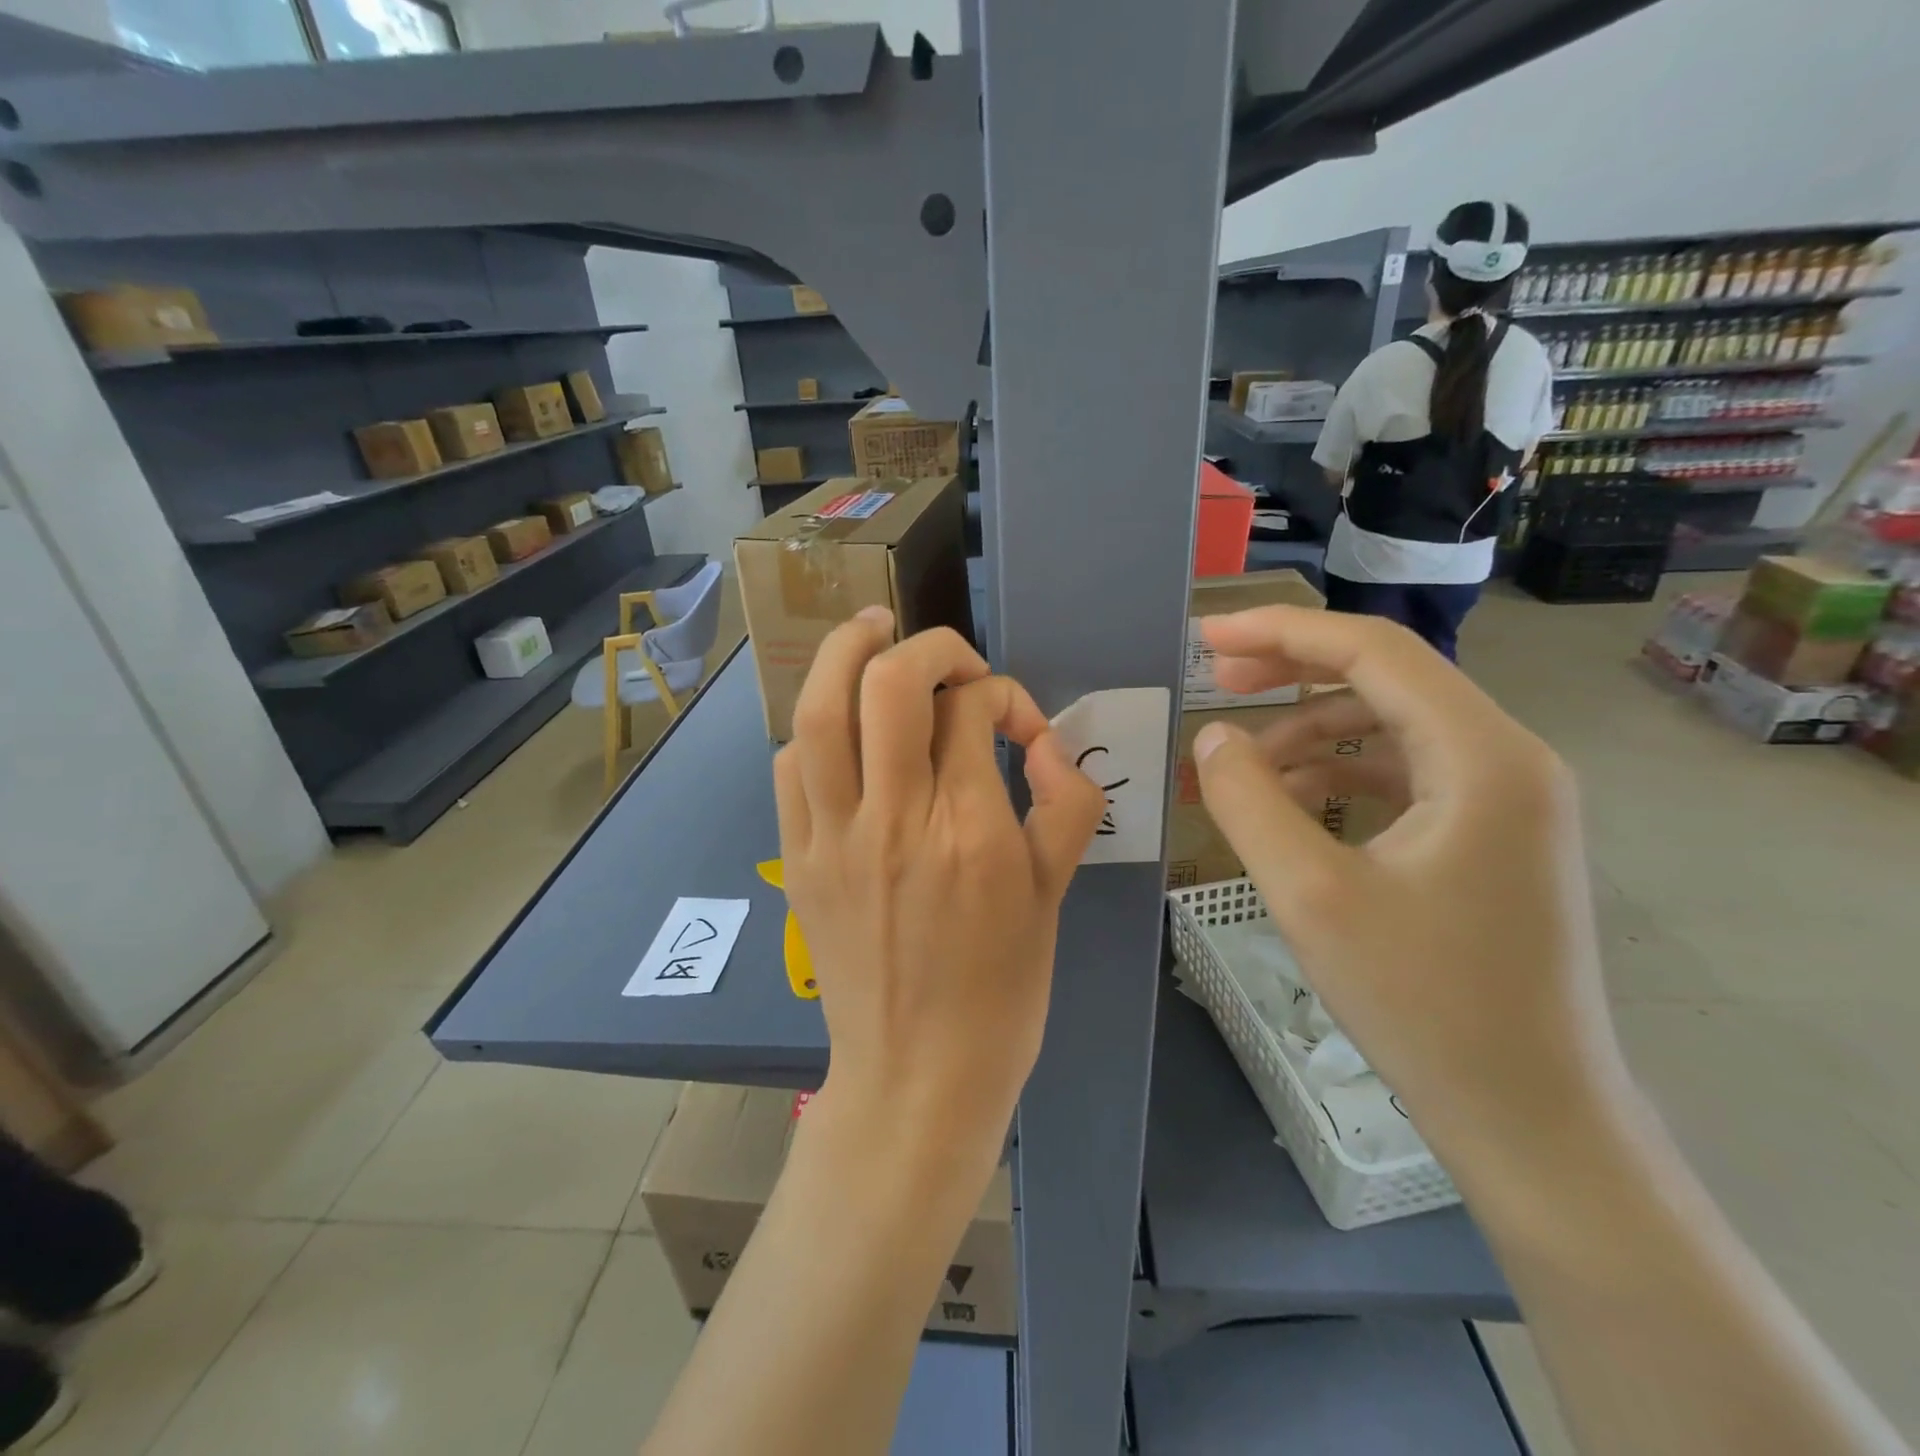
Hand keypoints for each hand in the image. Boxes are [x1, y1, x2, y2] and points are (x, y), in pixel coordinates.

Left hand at [773, 609, 1104, 1163]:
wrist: (918, 1077)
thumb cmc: (1001, 992)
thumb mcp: (1055, 896)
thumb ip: (1067, 804)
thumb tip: (1045, 742)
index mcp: (971, 832)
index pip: (972, 711)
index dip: (998, 694)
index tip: (1013, 722)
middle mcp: (897, 820)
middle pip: (891, 685)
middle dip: (925, 646)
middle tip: (947, 654)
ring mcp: (836, 838)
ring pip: (821, 712)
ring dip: (844, 654)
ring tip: (871, 631)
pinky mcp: (799, 858)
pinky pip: (791, 766)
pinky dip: (816, 727)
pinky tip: (842, 729)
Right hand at [1192, 607, 1633, 1194]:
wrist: (1530, 1116)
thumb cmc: (1422, 1002)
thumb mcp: (1309, 893)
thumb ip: (1248, 799)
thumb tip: (1212, 737)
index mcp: (1482, 756)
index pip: (1373, 651)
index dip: (1281, 632)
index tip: (1206, 637)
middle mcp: (1508, 758)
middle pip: (1385, 678)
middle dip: (1292, 672)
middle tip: (1215, 679)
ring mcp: (1505, 799)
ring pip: (1389, 727)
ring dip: (1309, 732)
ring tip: (1239, 764)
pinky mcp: (1490, 836)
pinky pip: (1403, 774)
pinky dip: (1338, 774)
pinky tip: (1288, 803)